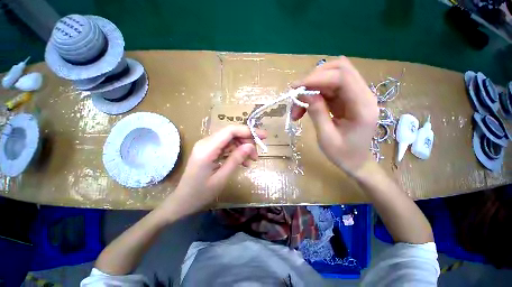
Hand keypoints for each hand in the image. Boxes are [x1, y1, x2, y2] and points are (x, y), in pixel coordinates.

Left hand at [163, 125, 265, 216]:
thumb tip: (250, 146)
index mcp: (207, 149)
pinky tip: (243, 162)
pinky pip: (226, 146)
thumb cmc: (200, 194)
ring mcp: (207, 146)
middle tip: (257, 154)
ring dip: (243, 147)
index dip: (248, 131)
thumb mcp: (222, 178)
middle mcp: (206, 142)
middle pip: (231, 133)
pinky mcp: (209, 150)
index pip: (230, 131)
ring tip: (252, 160)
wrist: (182, 201)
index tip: (263, 136)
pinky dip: (236, 152)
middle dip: (247, 141)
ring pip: (230, 139)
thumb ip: (236, 159)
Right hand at [291, 57, 378, 174]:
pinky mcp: (346, 99)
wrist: (356, 162)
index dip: (317, 78)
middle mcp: (362, 95)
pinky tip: (304, 108)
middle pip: (339, 69)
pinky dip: (313, 94)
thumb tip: (305, 93)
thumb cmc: (343, 154)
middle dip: (314, 78)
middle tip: (296, 95)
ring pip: (331, 77)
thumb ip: (317, 113)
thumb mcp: (326, 137)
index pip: (342, 77)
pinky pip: (328, 88)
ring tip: (297, 108)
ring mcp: (354, 95)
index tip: (297, 88)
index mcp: (362, 106)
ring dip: (311, 88)